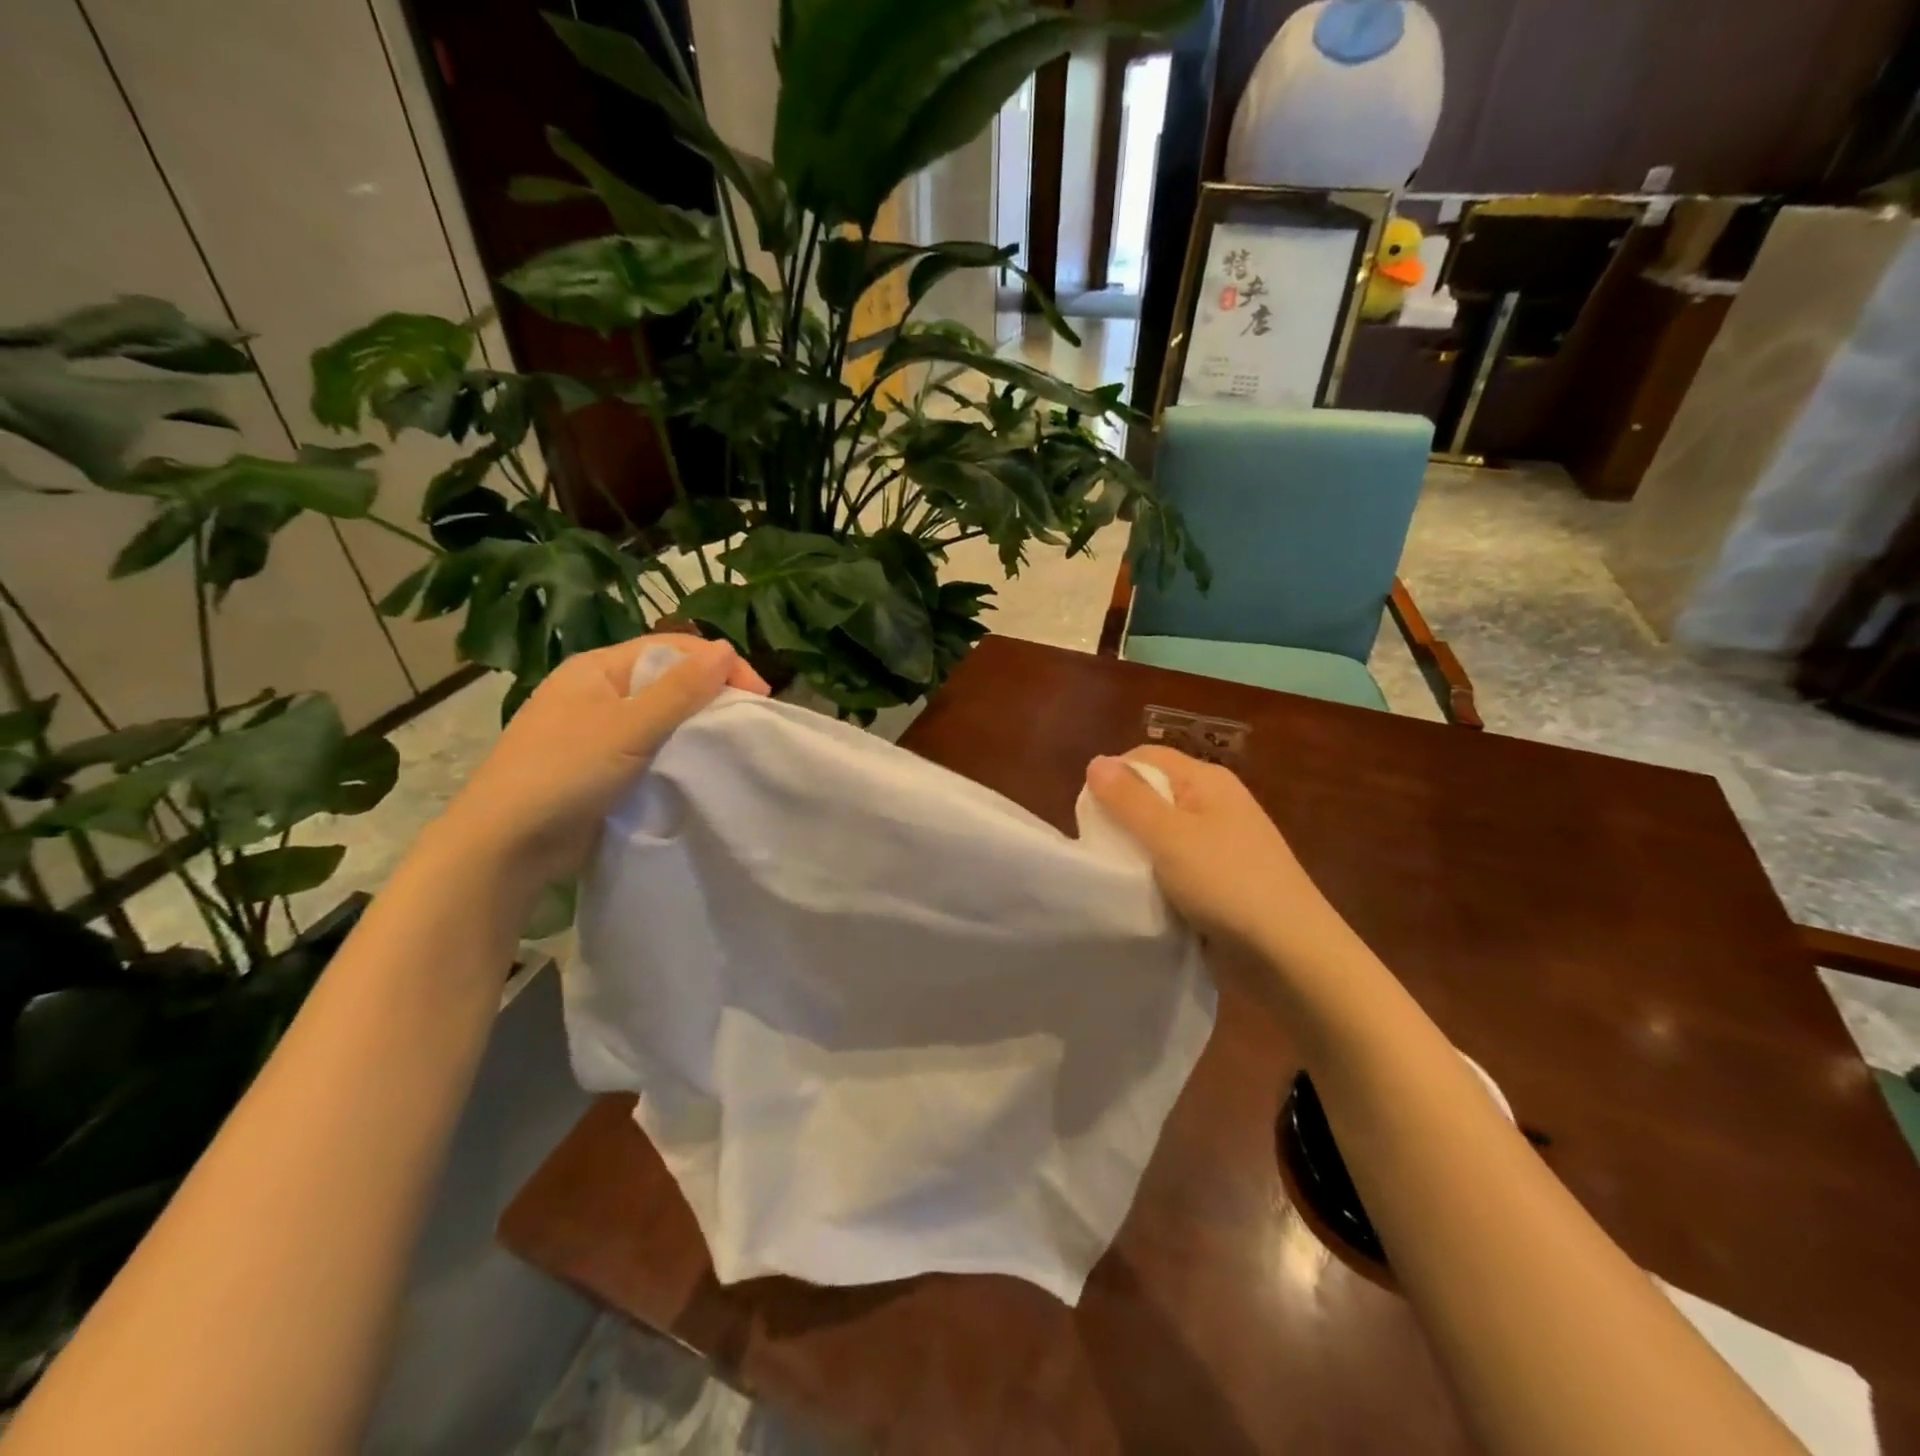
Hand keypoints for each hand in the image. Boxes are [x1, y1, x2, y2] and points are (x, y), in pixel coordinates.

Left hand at [439, 634, 767, 883]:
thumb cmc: (564, 773)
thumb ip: (679, 690)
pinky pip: (652, 748)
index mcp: (597, 669)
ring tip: (731, 744)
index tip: (760, 696)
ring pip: (662, 716)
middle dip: (711, 694)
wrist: (506, 845)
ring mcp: (598, 731)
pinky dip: (678, 752)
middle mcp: (598, 692)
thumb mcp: (628, 727)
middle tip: (749, 722)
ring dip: (696, 725)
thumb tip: (725, 648)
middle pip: (669, 680)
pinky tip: (699, 767)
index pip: (672, 649)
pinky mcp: (604, 767)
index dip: (719, 664)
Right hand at [1086, 746, 1339, 967]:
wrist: (1289, 953)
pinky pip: (1177, 862)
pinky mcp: (1222, 876)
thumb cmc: (1226, 883)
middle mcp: (1216, 802)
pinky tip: (1147, 893)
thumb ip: (1128, 799)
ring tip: (1121, 873)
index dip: (1113, 777)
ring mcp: (1222, 841)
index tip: (1091, 815)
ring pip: (1162, 831)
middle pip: (1154, 792)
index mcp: (1207, 780)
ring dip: (1139, 849)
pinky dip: (1158, 873)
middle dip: (1123, 815)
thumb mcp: (1169, 836)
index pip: (1146, 757)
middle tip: (1103, 847)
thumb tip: (1095, 761)